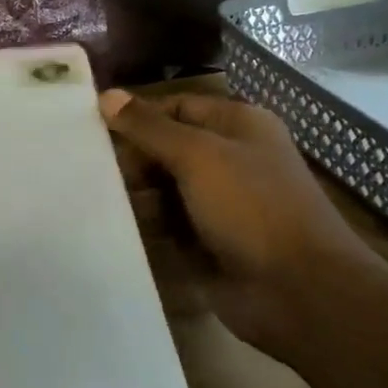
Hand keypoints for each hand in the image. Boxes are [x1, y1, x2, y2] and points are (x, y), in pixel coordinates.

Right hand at [101, 89, 377, 353]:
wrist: (300, 292)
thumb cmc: (252, 207)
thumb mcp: (198, 155)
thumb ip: (149, 127)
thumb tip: (106, 95)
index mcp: (239, 126)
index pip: (177, 106)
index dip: (138, 115)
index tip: (91, 126)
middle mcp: (230, 159)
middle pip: (168, 147)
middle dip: (133, 158)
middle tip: (88, 167)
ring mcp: (220, 204)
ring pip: (164, 189)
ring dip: (134, 194)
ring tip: (92, 198)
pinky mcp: (208, 243)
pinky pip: (167, 226)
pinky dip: (144, 226)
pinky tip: (111, 227)